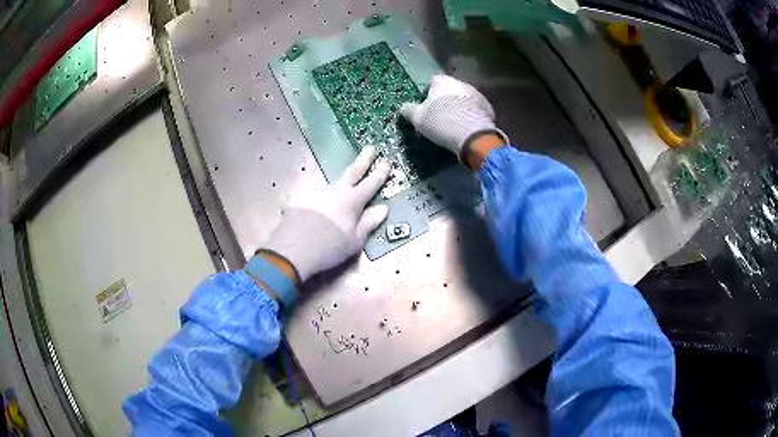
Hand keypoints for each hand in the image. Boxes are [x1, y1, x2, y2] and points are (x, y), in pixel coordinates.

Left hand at [262, 146, 390, 281]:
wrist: (294, 248)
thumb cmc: (329, 247)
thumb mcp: (355, 240)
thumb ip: (368, 222)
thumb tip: (383, 208)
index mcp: (352, 201)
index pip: (370, 183)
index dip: (380, 173)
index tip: (387, 162)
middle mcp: (335, 191)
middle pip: (352, 172)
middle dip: (363, 159)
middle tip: (370, 147)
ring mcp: (316, 191)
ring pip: (330, 178)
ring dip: (337, 174)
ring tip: (340, 172)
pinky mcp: (299, 196)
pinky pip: (310, 187)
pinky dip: (314, 188)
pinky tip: (311, 189)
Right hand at [400, 75, 507, 161]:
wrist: (473, 135)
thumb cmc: (441, 122)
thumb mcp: (417, 118)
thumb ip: (408, 110)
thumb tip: (404, 107)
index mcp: (442, 81)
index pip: (431, 82)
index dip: (426, 94)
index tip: (425, 107)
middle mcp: (460, 82)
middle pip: (449, 89)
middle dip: (444, 99)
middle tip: (439, 115)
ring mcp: (477, 94)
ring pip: (463, 98)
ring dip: (459, 106)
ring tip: (454, 122)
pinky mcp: (488, 107)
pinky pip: (475, 109)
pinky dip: (471, 115)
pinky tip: (467, 127)